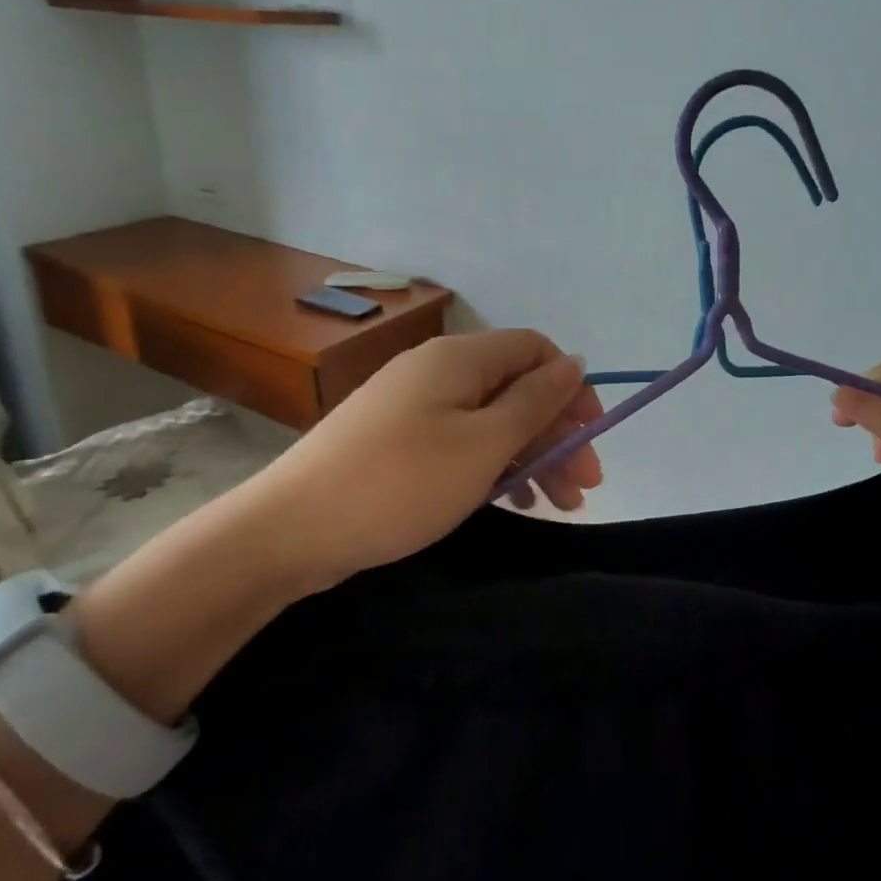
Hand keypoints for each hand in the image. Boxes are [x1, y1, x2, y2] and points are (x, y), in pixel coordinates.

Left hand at [241, 330, 602, 591]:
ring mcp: (413, 405)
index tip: (591, 439)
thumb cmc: (401, 482)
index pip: (536, 350)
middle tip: (584, 487)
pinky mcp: (396, 440)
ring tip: (558, 505)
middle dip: (557, 433)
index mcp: (460, 358)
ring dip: (531, 456)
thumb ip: (535, 401)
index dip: (571, 389)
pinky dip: (493, 466)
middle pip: (516, 387)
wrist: (289, 530)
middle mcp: (438, 370)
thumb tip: (575, 361)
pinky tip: (512, 501)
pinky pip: (461, 440)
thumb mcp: (483, 444)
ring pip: (491, 419)